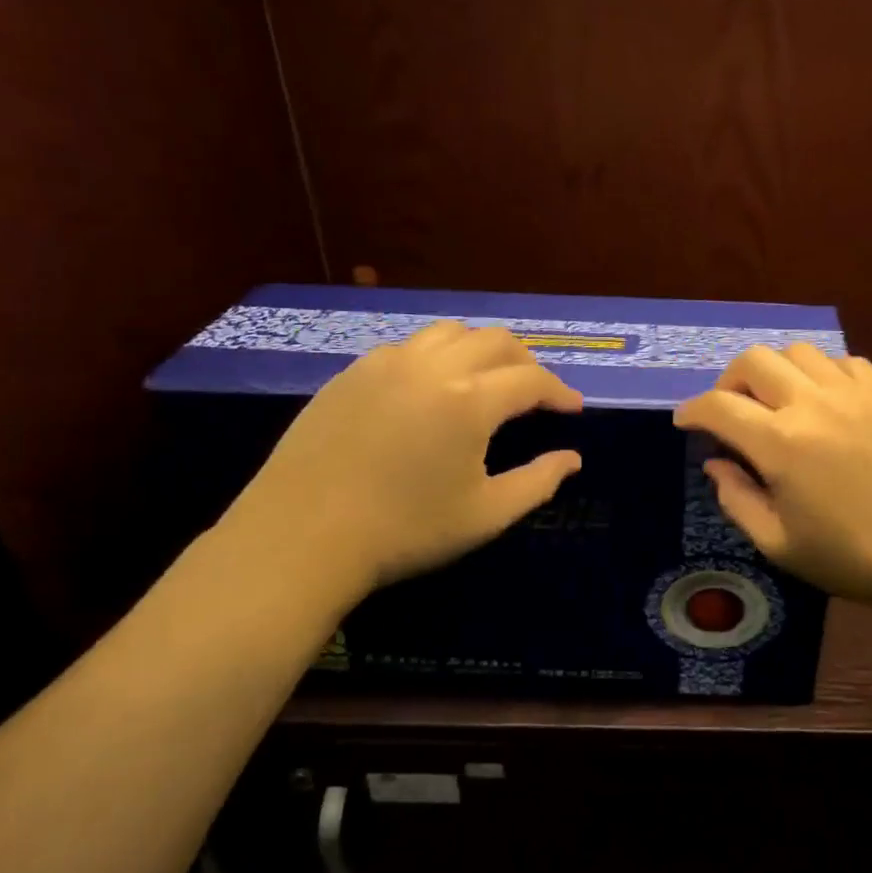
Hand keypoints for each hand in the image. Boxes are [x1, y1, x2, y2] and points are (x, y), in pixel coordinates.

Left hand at [221, 322, 581, 601]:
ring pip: (449, 332)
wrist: (299, 540)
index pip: (531, 378)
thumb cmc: (404, 531)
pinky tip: (431, 388)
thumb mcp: (485, 515)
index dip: (559, 391)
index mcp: (469, 400)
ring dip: (480, 349)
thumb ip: (538, 482)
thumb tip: (572, 459)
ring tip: (487, 379)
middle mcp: (432, 367)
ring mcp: (385, 365)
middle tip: (536, 392)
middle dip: (526, 361)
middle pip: (495, 340)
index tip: (573, 408)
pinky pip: (407, 346)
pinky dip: (436, 356)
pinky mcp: (350, 374)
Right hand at [673, 345, 871, 612]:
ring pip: (799, 352)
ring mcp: (854, 391)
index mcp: (780, 443)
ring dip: (776, 371)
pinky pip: (843, 362)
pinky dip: (822, 373)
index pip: (719, 407)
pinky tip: (826, 400)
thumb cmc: (857, 558)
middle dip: (729, 381)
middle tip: (730, 409)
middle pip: (753, 360)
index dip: (692, 410)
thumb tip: (716, 463)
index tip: (685, 420)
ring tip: (779, 402)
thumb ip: (738, 500)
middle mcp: (812, 402)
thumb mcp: (782, 545)